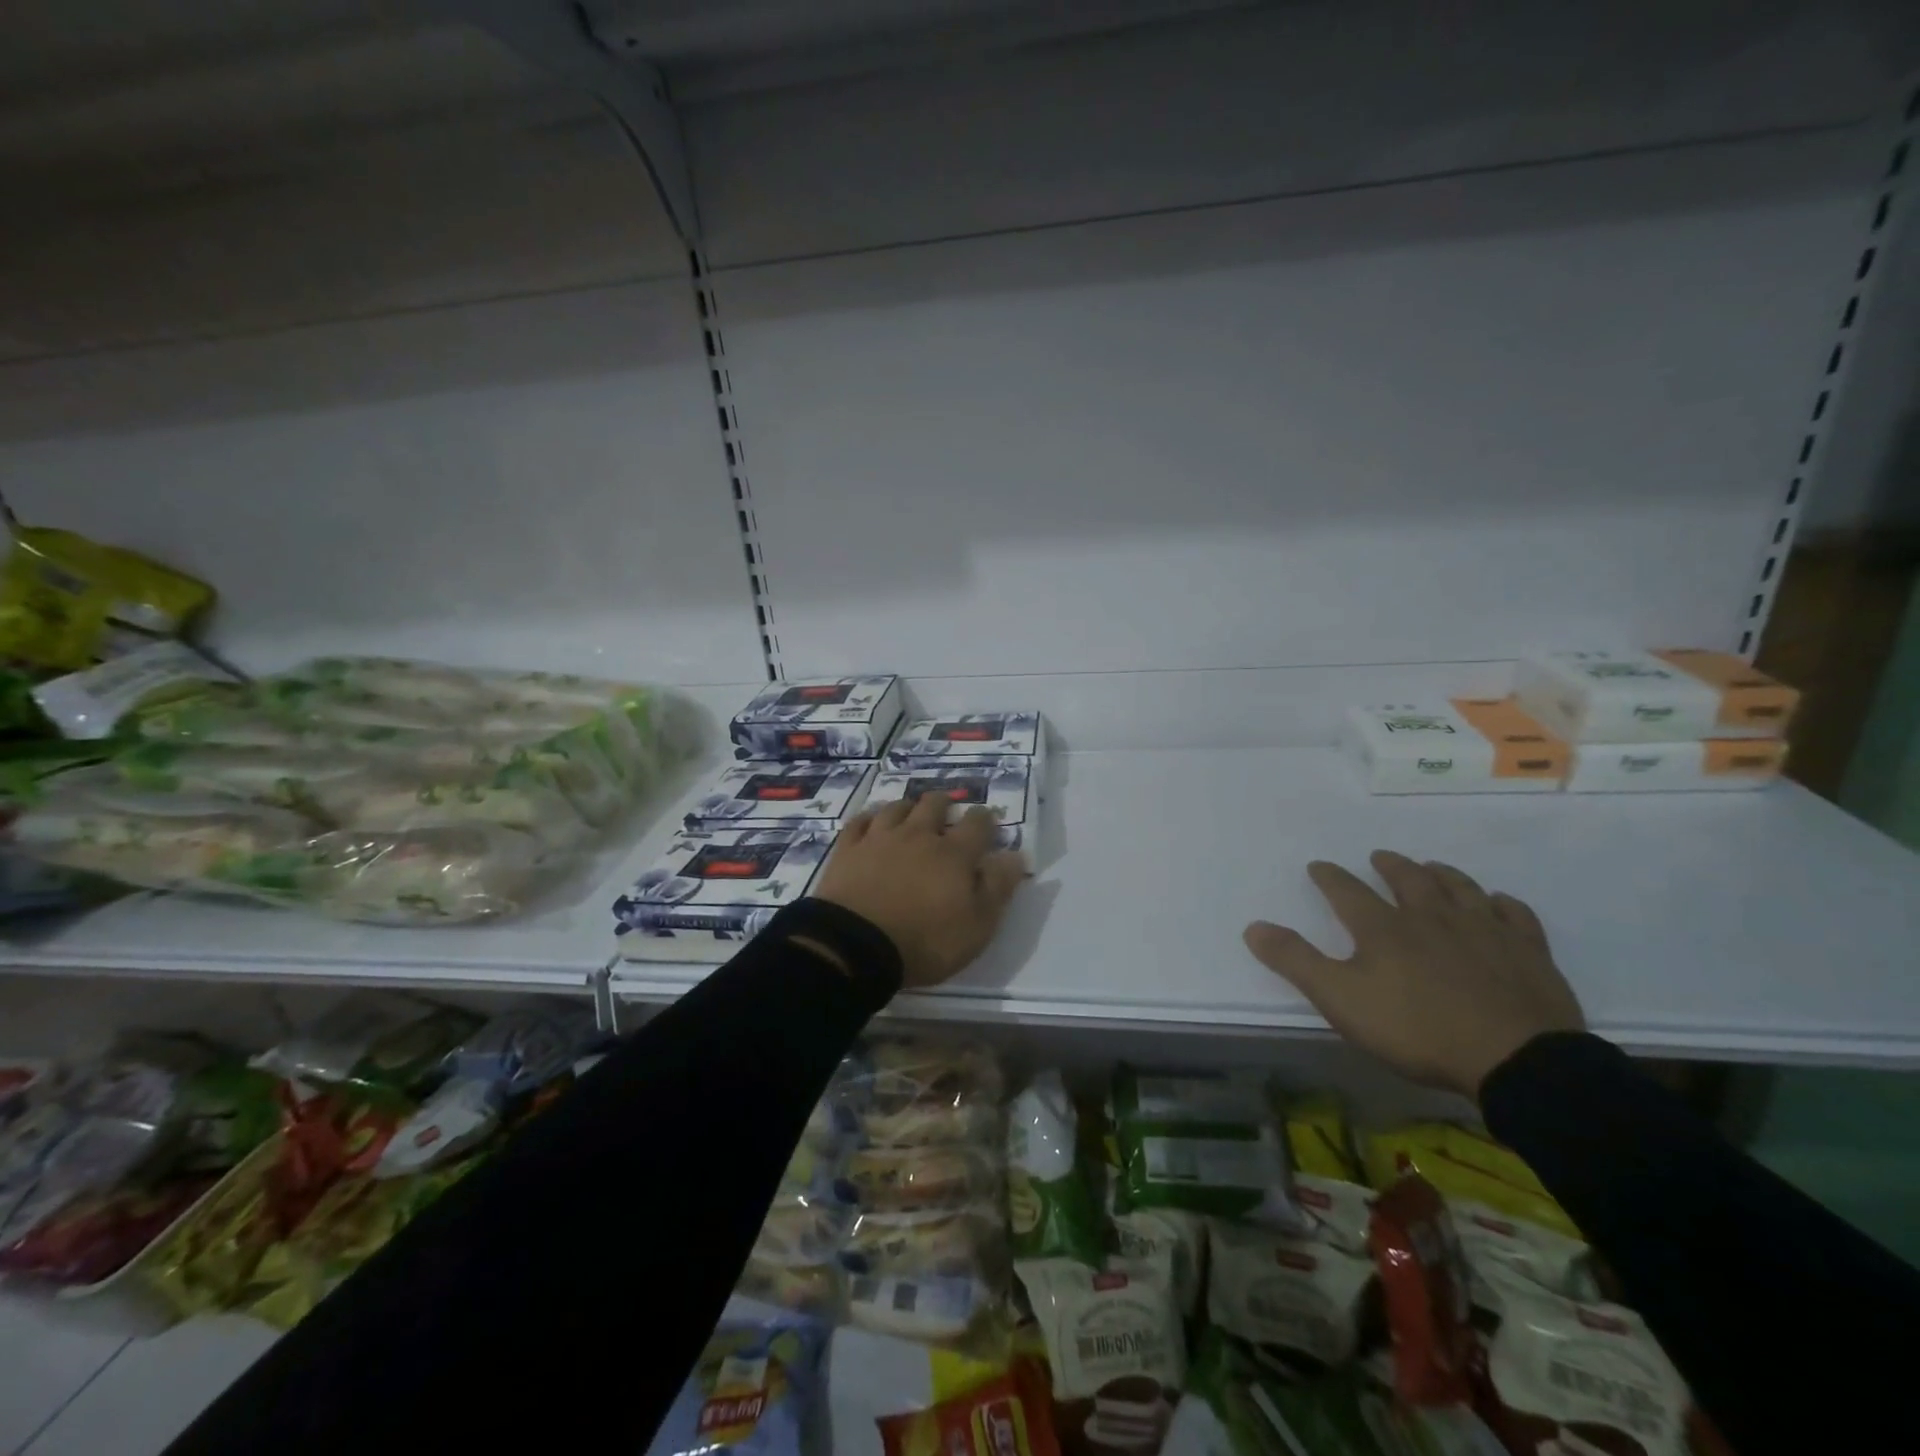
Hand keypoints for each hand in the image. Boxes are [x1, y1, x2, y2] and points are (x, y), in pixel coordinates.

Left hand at [812, 794, 1028, 989]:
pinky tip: (872, 822)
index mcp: (954, 854)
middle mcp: (918, 835)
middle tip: (949, 810)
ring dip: (909, 806)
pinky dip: (870, 818)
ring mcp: (880, 838)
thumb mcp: (977, 926)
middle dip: (945, 803)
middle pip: (934, 804)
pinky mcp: (848, 849)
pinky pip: (860, 821)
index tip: (988, 820)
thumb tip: (1014, 855)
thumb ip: (997, 888)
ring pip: (897, 807)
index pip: (977, 824)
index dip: (986, 819)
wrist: (855, 945)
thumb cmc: (925, 941)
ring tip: (912, 812)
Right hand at [1243, 851, 1583, 1098]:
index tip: (1318, 866)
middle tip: (1380, 856)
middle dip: (1390, 866)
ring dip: (1442, 874)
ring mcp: (1483, 931)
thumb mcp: (1340, 999)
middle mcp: (1431, 917)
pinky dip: (1502, 904)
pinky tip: (1498, 903)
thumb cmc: (1417, 1030)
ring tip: (1432, 867)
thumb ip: (1295, 961)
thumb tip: (1253, 926)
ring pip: (1460, 888)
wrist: (1515, 1060)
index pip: (1347, 891)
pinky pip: (1514, 916)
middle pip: (1408, 880)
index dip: (1329, 877)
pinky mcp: (1528, 952)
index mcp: (1383, 928)